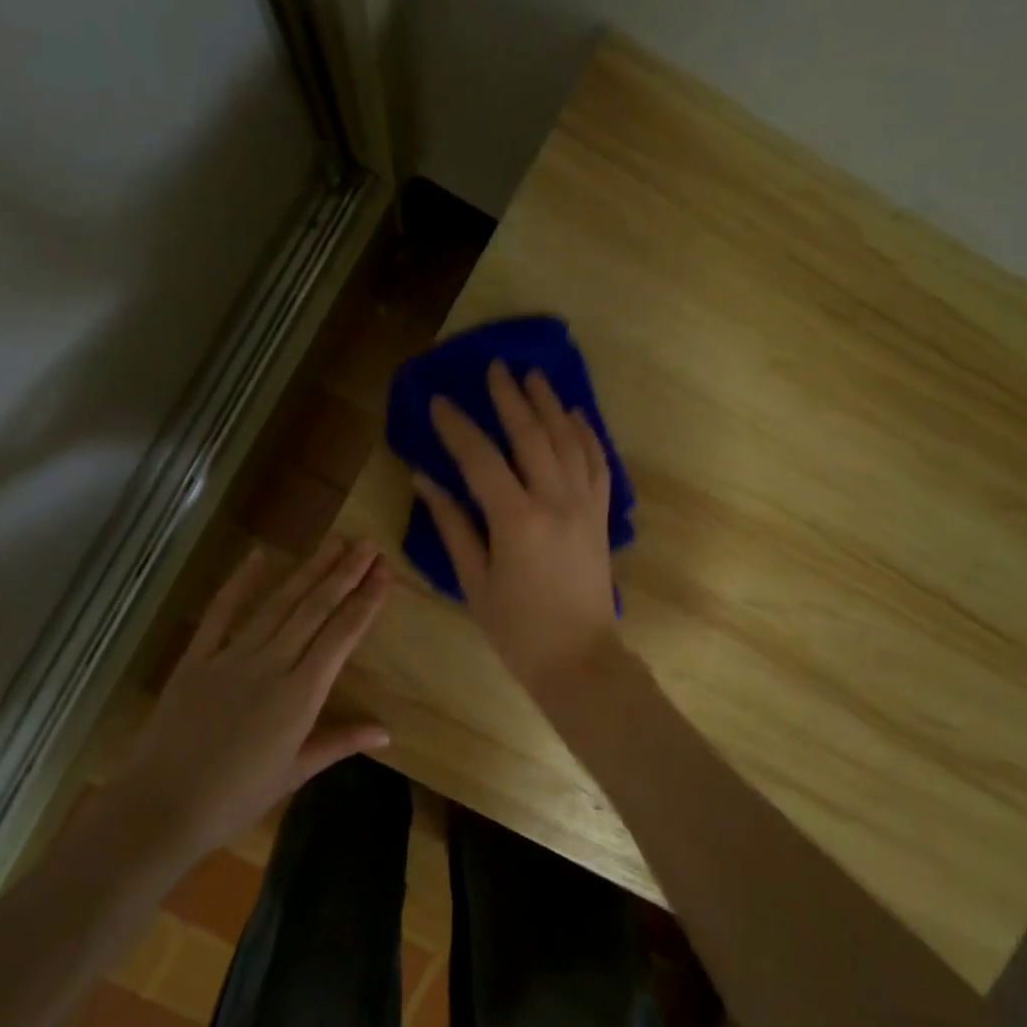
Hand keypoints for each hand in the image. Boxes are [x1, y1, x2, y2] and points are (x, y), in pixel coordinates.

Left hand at [129, 537, 390, 855]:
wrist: (161, 806)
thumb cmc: (236, 797)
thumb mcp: (295, 772)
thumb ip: (340, 742)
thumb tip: (386, 732)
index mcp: (301, 694)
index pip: (342, 635)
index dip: (366, 601)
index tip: (384, 572)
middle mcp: (272, 664)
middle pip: (315, 609)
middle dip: (344, 573)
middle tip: (367, 544)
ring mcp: (232, 656)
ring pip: (278, 604)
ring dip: (308, 571)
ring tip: (333, 543)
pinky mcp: (198, 657)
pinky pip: (221, 612)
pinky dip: (239, 582)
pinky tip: (258, 555)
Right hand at [413, 360, 618, 695]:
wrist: (579, 659)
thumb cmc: (517, 629)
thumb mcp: (474, 581)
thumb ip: (452, 525)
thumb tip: (426, 481)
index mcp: (516, 520)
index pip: (480, 458)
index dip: (457, 427)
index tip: (439, 400)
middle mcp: (555, 501)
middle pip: (531, 435)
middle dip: (510, 398)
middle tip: (494, 367)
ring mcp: (585, 505)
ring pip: (568, 440)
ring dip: (549, 404)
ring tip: (533, 376)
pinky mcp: (601, 514)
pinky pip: (597, 462)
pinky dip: (585, 433)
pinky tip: (575, 414)